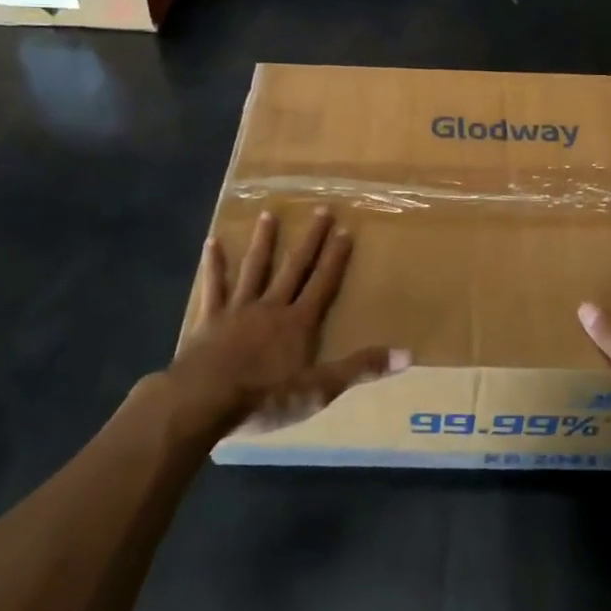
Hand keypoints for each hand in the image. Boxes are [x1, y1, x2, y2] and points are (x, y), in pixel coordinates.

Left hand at [165, 210, 408, 438]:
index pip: (323, 283)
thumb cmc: (265, 397)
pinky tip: (212, 242)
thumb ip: (359, 368)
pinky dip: (214, 265)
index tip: (345, 229)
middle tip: (320, 210)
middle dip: (310, 240)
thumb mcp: (320, 389)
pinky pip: (214, 287)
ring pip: (255, 269)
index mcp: (298, 323)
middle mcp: (272, 307)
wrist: (204, 401)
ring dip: (263, 242)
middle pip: (294, 268)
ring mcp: (238, 310)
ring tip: (268, 214)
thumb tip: (406, 354)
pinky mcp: (209, 320)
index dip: (335, 258)